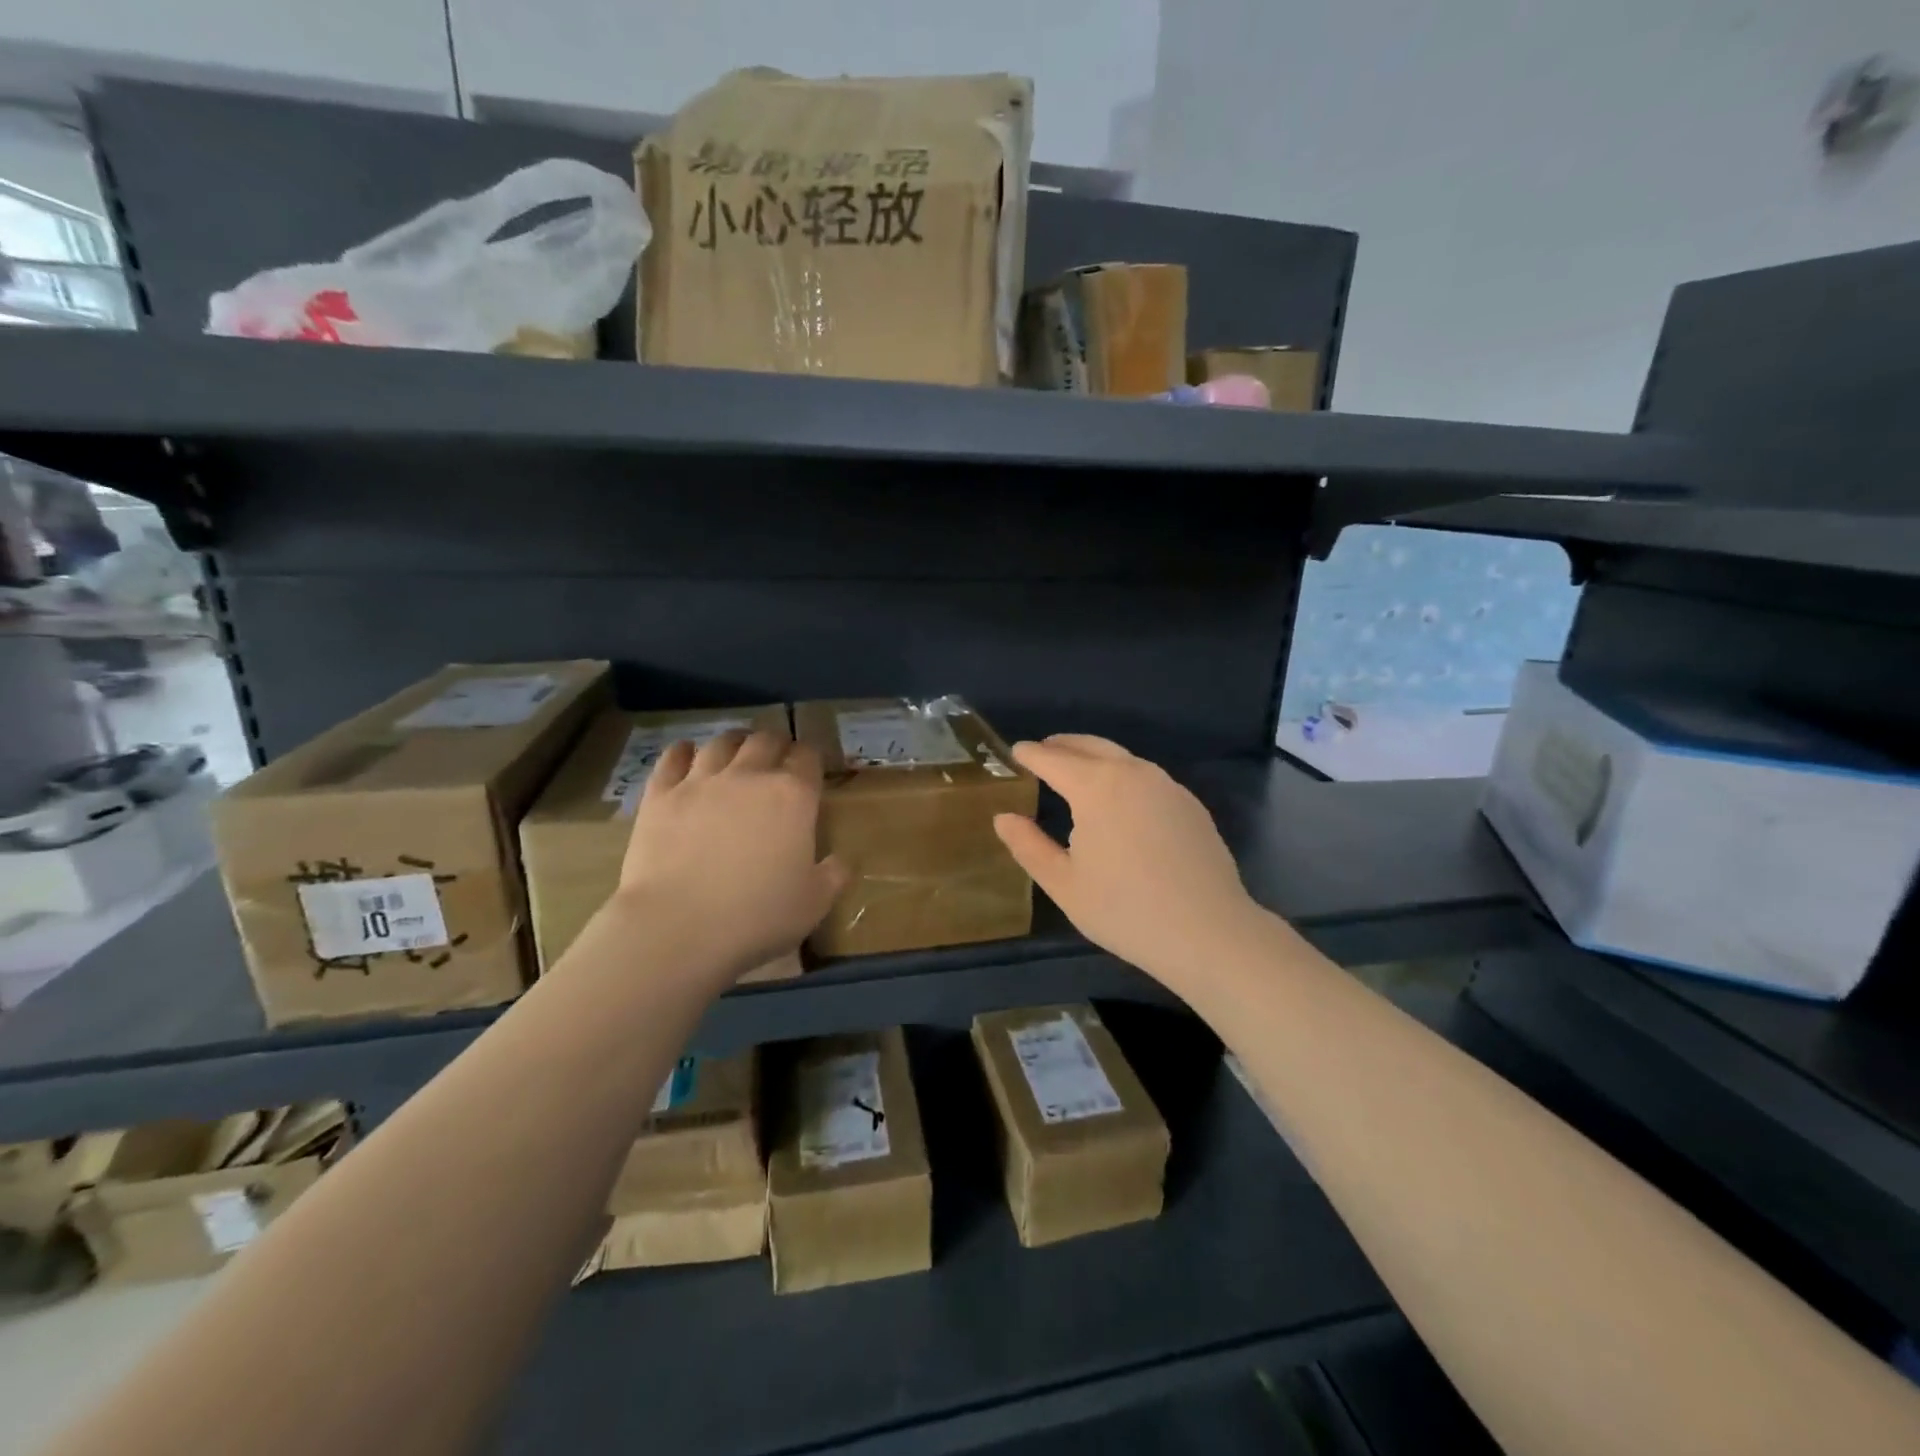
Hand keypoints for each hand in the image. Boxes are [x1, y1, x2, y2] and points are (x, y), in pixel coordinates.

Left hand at [614, 729, 846, 981]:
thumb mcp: (814, 903)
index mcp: (793, 796)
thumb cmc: (757, 915)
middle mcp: (749, 775)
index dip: (810, 758)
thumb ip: (834, 875)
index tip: (811, 769)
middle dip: (775, 744)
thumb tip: (842, 861)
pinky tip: (687, 755)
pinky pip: (672, 757)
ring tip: (736, 751)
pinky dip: (683, 751)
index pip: (808, 757)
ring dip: (734, 742)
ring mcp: (701, 781)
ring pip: (721, 742)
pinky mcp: (660, 794)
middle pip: (766, 740)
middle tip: (776, 758)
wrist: (678, 925)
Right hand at [993, 735, 1266, 988]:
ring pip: (1121, 758)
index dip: (1030, 754)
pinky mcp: (1190, 803)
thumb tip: (1003, 818)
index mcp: (1095, 787)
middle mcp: (1132, 773)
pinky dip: (1122, 775)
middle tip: (1042, 752)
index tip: (1015, 753)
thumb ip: (1028, 846)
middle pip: (1089, 746)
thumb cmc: (1125, 911)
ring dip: (1094, 757)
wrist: (1209, 932)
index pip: (1053, 758)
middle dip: (1062, 746)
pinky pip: (1146, 776)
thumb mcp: (1064, 884)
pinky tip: (1119, 800)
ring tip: (1076, 773)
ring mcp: (1167, 785)